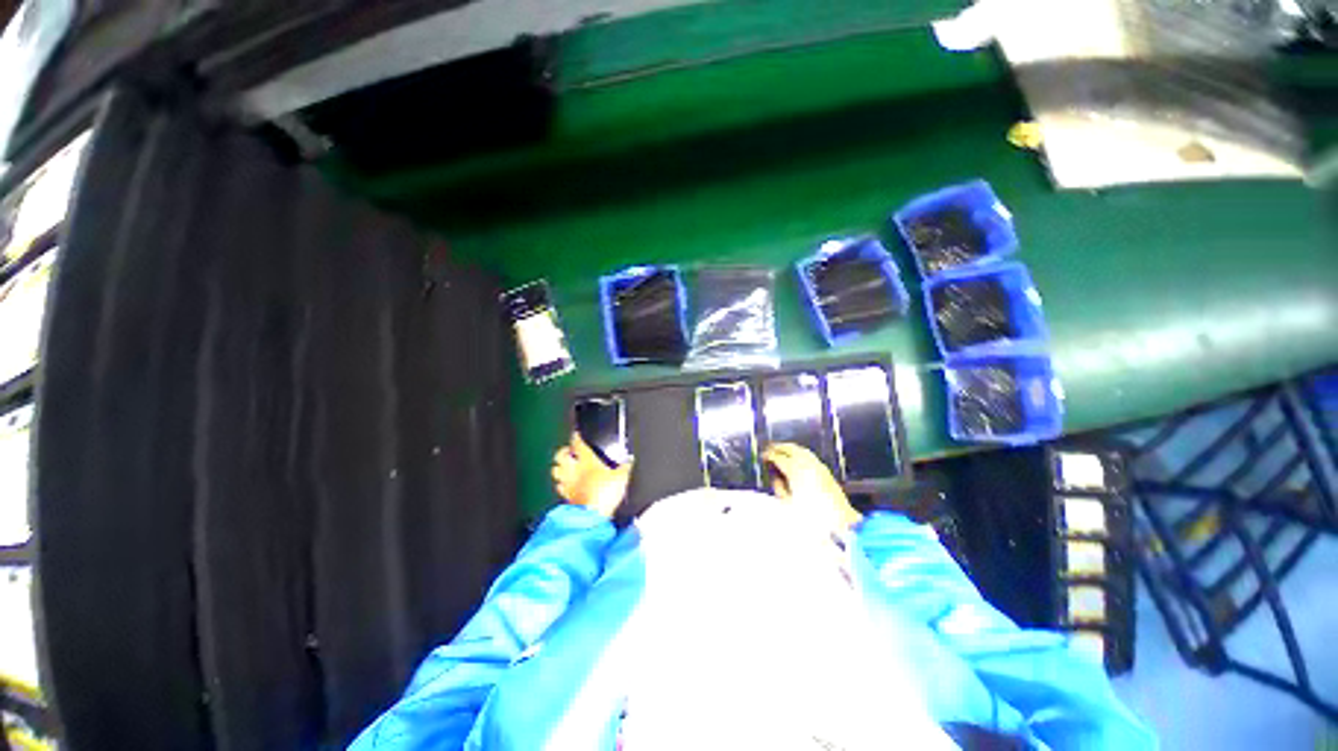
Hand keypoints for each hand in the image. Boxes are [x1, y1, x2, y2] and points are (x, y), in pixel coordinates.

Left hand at [552, 432, 632, 518]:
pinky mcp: (566, 497)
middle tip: (568, 451)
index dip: (576, 437)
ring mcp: (568, 484)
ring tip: (565, 467)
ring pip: (556, 471)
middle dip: (562, 452)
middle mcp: (574, 469)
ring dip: (559, 468)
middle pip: (560, 456)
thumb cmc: (606, 491)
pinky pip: (560, 487)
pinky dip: (562, 484)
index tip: (576, 435)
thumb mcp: (622, 477)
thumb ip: (625, 466)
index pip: (577, 444)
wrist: (593, 515)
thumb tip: (630, 459)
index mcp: (587, 460)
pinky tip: (567, 485)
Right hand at [762, 443, 861, 529]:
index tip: (763, 457)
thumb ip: (779, 488)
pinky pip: (808, 455)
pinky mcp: (824, 469)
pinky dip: (799, 452)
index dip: (768, 456)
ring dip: (789, 448)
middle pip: (789, 448)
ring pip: (800, 449)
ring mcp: (816, 465)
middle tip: (769, 449)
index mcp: (794, 470)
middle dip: (778, 447)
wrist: (839, 520)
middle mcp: (806, 463)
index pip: (778, 457)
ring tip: (781, 450)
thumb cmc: (811, 515)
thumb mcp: (788, 503)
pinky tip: (796, 457)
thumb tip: (776, 477)